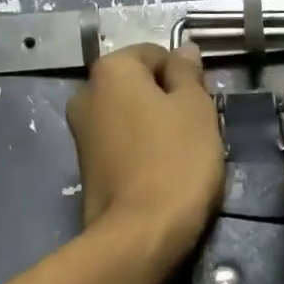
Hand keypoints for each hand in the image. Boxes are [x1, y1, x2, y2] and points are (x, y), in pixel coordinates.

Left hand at [67, 44, 223, 258]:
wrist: (140, 233)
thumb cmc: (176, 162)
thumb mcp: (196, 109)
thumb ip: (188, 73)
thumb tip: (184, 50)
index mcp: (110, 70)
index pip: (156, 54)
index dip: (184, 77)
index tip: (203, 105)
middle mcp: (85, 95)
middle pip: (138, 86)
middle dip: (166, 101)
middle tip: (196, 130)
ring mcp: (80, 134)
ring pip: (129, 117)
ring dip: (154, 128)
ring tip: (181, 156)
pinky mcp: (85, 169)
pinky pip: (121, 146)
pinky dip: (140, 152)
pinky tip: (160, 174)